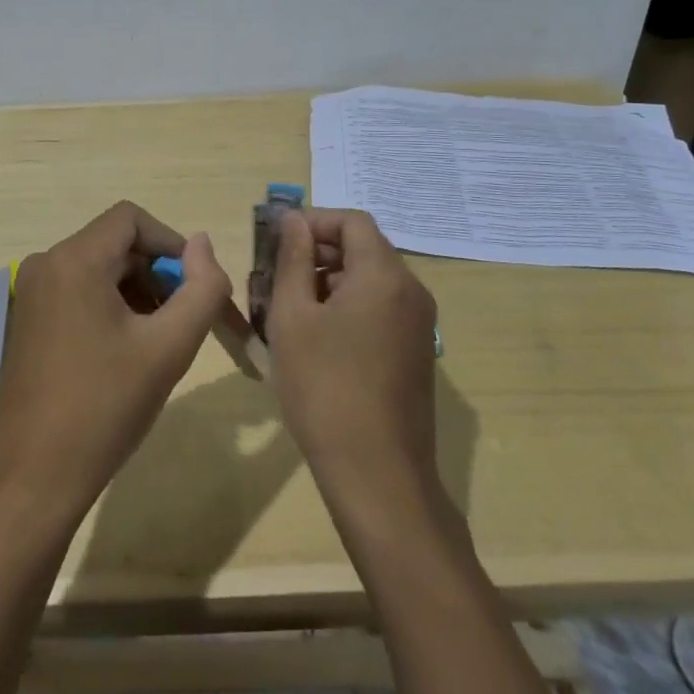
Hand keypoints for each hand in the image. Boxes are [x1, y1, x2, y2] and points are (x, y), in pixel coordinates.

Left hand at [0, 201, 237, 523]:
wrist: (29, 480)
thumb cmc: (103, 408)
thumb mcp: (167, 348)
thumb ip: (200, 288)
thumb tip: (202, 243)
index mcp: (73, 260)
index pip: (131, 219)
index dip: (172, 244)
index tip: (196, 288)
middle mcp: (45, 266)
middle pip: (116, 245)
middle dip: (158, 275)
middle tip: (186, 324)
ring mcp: (30, 295)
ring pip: (99, 271)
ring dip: (137, 295)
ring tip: (159, 345)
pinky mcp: (27, 323)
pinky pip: (78, 294)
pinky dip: (110, 310)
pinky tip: (126, 356)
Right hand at [264, 208, 439, 511]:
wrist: (377, 474)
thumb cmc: (324, 388)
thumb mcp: (293, 317)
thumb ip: (292, 260)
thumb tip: (293, 220)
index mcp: (384, 275)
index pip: (352, 220)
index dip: (313, 221)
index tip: (276, 239)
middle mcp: (411, 291)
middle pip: (364, 248)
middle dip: (318, 251)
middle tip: (275, 274)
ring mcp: (419, 324)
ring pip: (371, 279)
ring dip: (330, 280)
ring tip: (288, 308)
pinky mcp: (415, 351)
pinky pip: (381, 308)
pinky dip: (348, 305)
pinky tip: (316, 337)